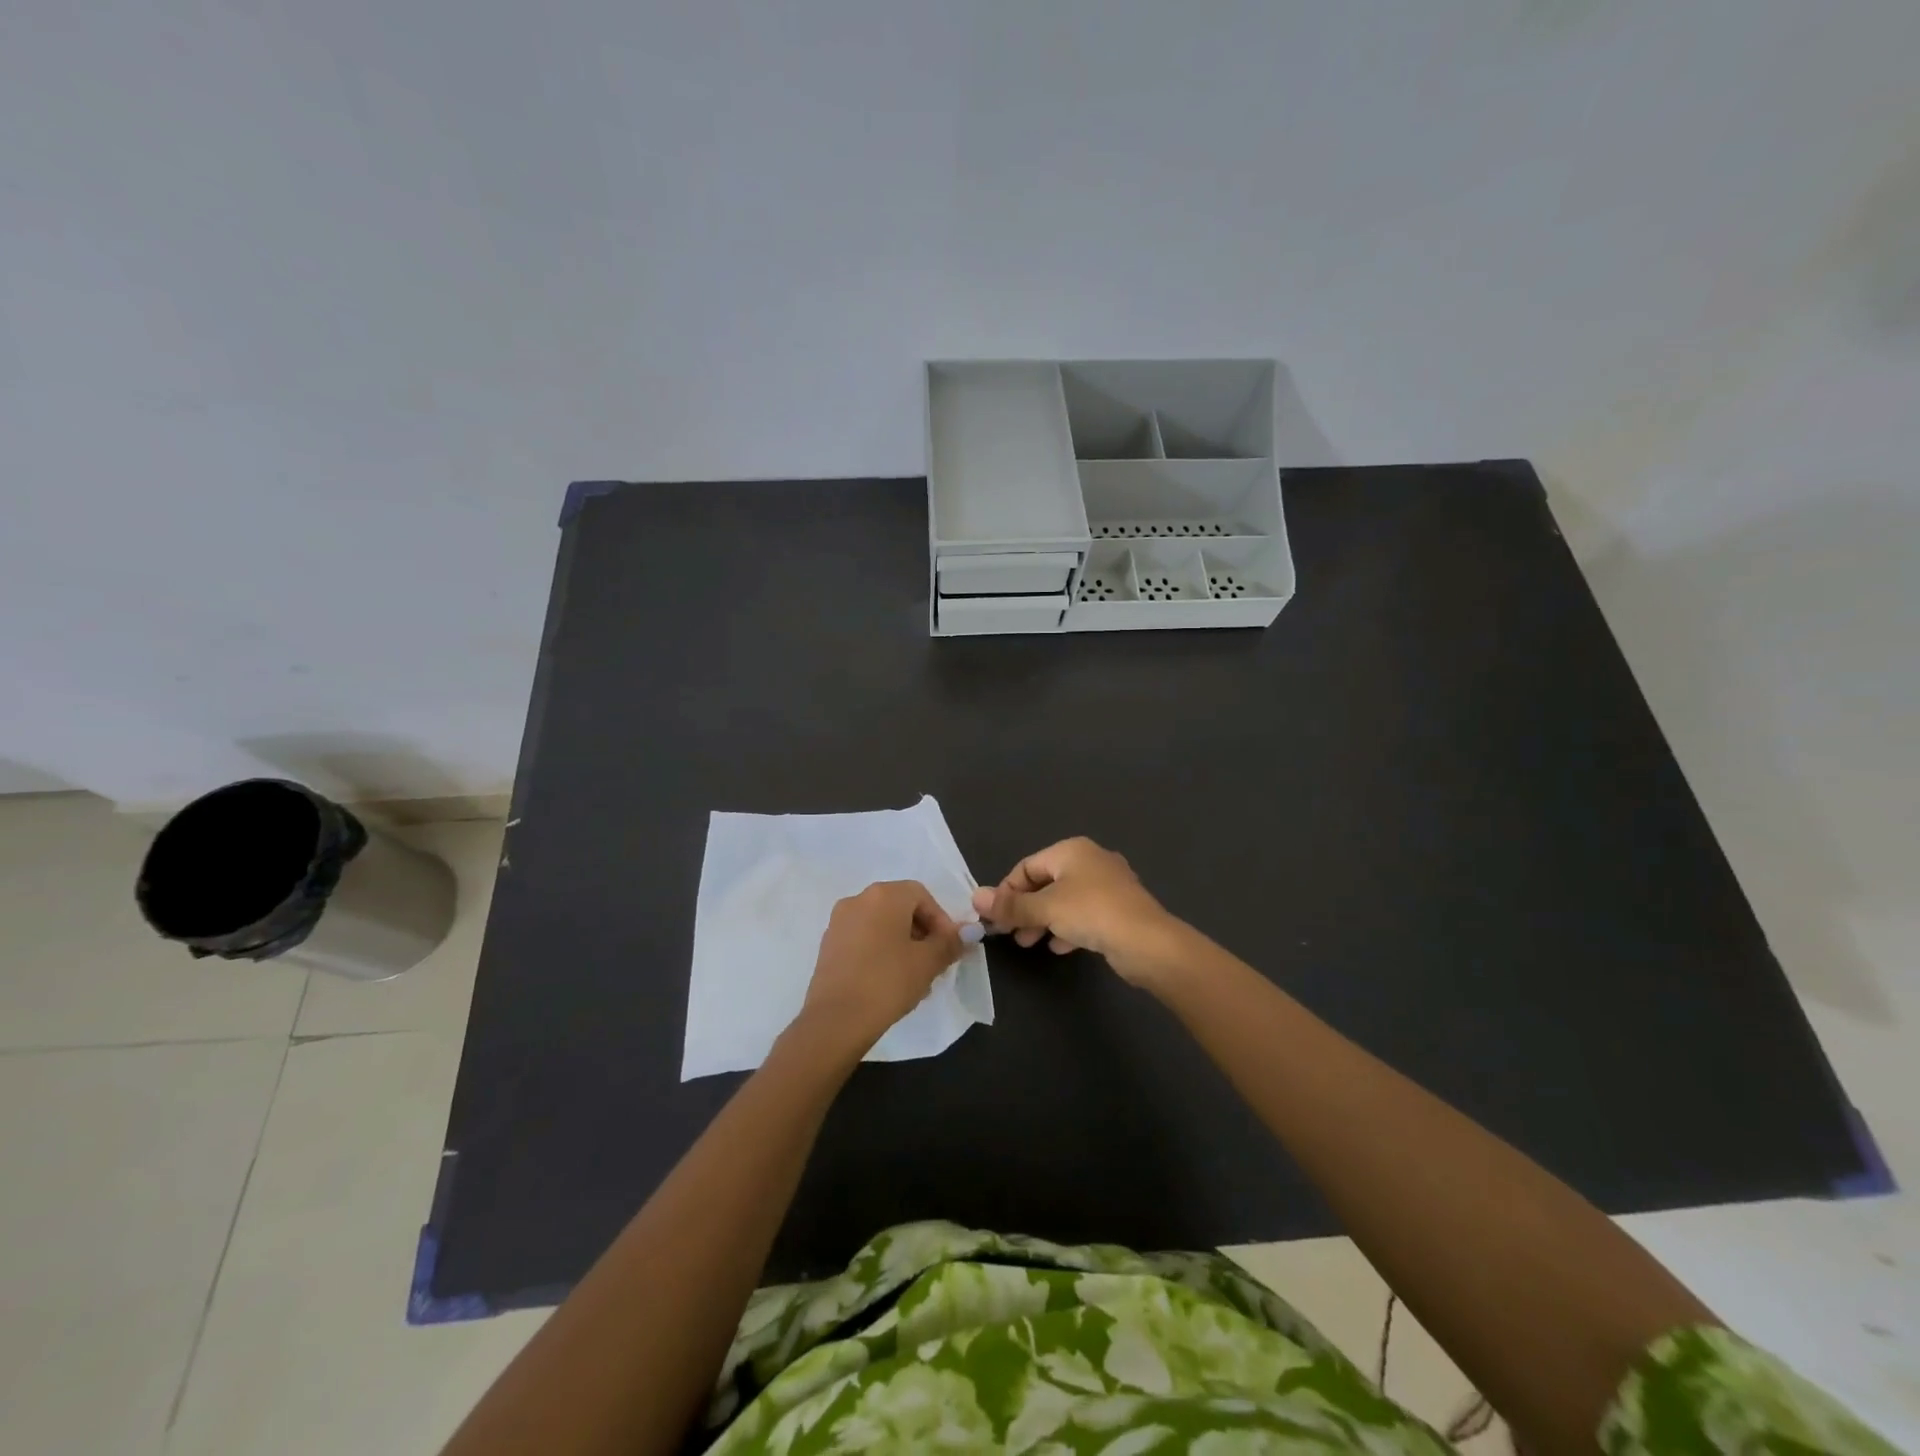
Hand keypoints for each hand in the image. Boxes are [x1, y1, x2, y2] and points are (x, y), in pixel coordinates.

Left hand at [797, 881, 965, 1055]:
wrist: (836, 1020)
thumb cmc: (888, 982)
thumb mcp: (928, 963)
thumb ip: (950, 942)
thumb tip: (969, 932)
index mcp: (884, 895)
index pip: (921, 895)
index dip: (940, 919)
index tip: (949, 948)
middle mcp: (858, 899)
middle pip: (900, 907)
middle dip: (921, 932)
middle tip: (934, 962)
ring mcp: (839, 922)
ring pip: (881, 925)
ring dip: (902, 943)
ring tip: (914, 976)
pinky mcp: (828, 945)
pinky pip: (863, 939)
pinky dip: (880, 951)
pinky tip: (888, 981)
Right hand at [970, 837, 1184, 986]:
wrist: (1148, 943)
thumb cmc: (1092, 913)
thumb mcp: (1045, 908)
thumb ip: (1011, 905)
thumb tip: (975, 897)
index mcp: (1071, 850)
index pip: (1027, 867)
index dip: (1006, 891)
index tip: (994, 918)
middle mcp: (1090, 860)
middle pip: (1045, 882)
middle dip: (1024, 908)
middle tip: (1009, 933)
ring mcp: (1108, 884)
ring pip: (1064, 899)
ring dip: (1043, 920)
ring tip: (1029, 943)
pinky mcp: (1119, 909)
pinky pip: (1084, 914)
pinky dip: (1067, 927)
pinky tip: (1060, 947)